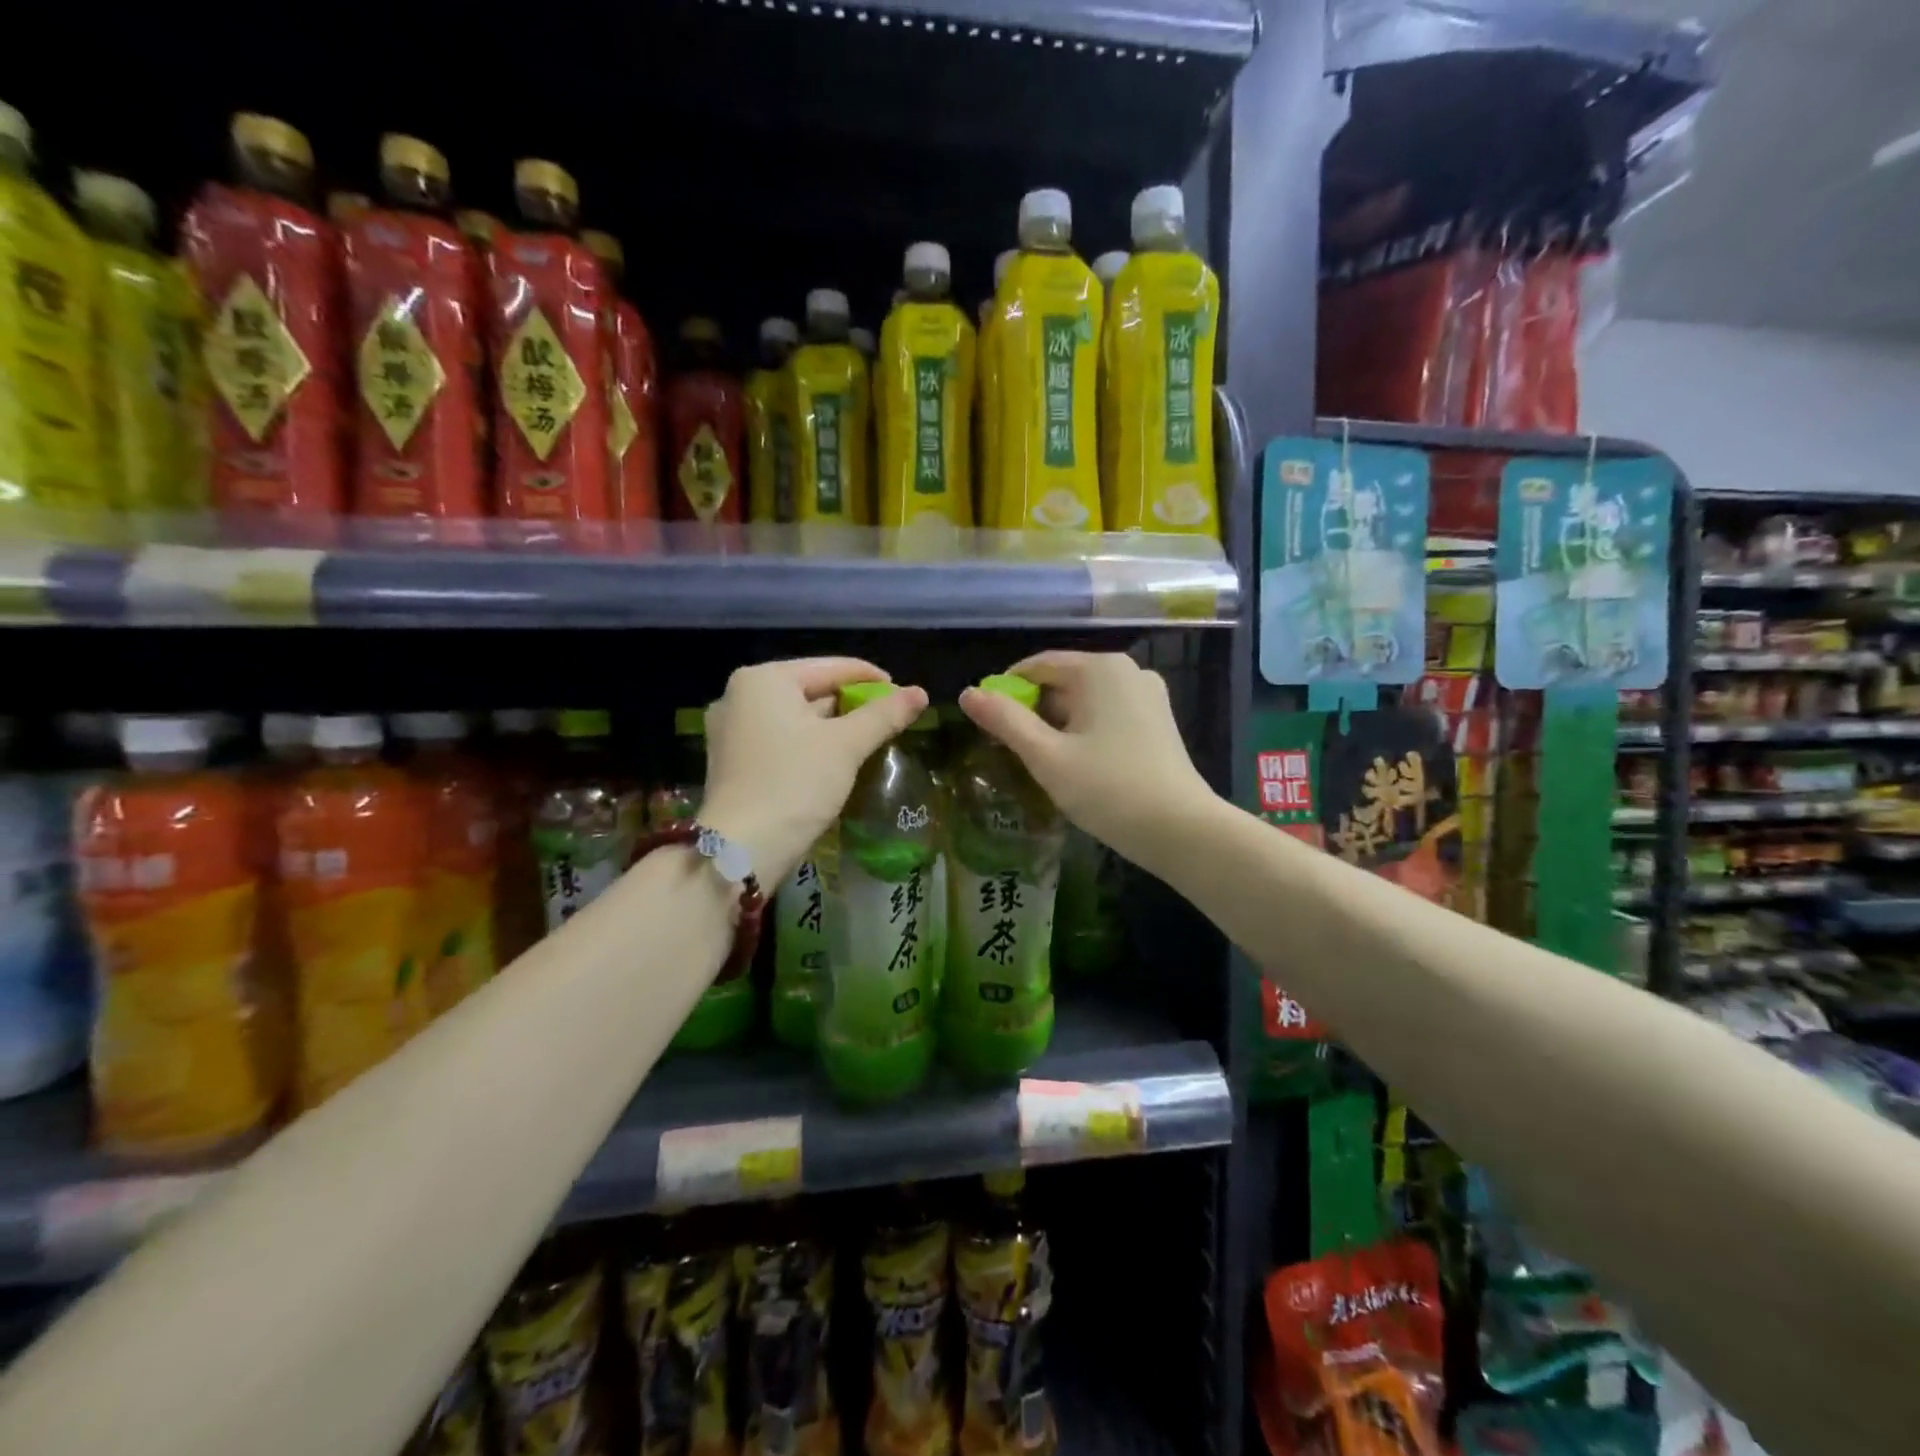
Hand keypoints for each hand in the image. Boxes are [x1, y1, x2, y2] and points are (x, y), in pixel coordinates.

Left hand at [701, 658, 928, 885]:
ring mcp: (731, 731)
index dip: (872, 679)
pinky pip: (782, 740)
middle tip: (890, 722)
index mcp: (763, 679)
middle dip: (852, 706)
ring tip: (870, 742)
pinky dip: (810, 745)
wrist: (742, 849)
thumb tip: (920, 692)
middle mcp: (740, 696)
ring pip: (797, 718)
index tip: (905, 695)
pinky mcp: (734, 762)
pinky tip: (835, 762)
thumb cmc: (794, 783)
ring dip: (833, 728)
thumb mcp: (845, 745)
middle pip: (812, 690)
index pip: (831, 667)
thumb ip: (884, 715)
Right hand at [958, 651, 1214, 866]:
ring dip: (1056, 724)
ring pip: (1084, 701)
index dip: (1005, 689)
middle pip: (1062, 681)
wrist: (1181, 830)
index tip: (985, 723)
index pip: (1037, 665)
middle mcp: (1126, 671)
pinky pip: (1106, 715)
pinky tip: (1074, 763)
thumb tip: (967, 694)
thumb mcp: (1047, 756)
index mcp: (1099, 668)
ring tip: (1038, 760)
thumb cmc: (1108, 789)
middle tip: (1008, 748)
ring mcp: (1147, 696)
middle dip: (1031, 710)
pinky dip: (1083, 731)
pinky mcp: (1157, 721)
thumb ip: (1005, 721)